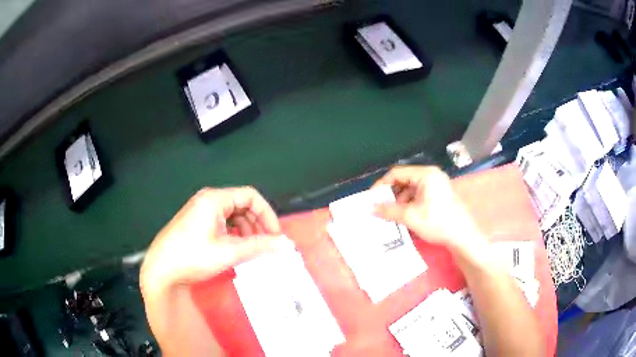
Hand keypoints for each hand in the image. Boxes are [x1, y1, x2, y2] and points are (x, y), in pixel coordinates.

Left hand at [141, 187, 286, 289]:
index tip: (275, 236)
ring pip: (233, 215)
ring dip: (246, 230)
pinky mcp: (196, 222)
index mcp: (215, 199)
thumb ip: (259, 246)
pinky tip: (235, 248)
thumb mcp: (229, 252)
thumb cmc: (193, 257)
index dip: (267, 214)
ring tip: (251, 249)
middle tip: (266, 244)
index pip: (250, 196)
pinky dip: (234, 233)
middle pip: (242, 204)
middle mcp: (208, 200)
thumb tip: (286, 244)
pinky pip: (222, 222)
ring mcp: (200, 211)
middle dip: (257, 223)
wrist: (160, 270)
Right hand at [373, 166, 485, 254]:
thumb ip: (389, 210)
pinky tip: (404, 215)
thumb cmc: (438, 223)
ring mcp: (436, 184)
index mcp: (425, 174)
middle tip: (380, 207)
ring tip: (392, 214)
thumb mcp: (411, 217)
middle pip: (404, 179)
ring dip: (399, 200)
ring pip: (410, 188)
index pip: (397, 173)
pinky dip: (409, 203)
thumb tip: (371, 209)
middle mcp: (431, 175)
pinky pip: (418, 194)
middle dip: (391, 193)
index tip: (371, 198)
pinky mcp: (438, 194)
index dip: (382, 185)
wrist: (462, 236)